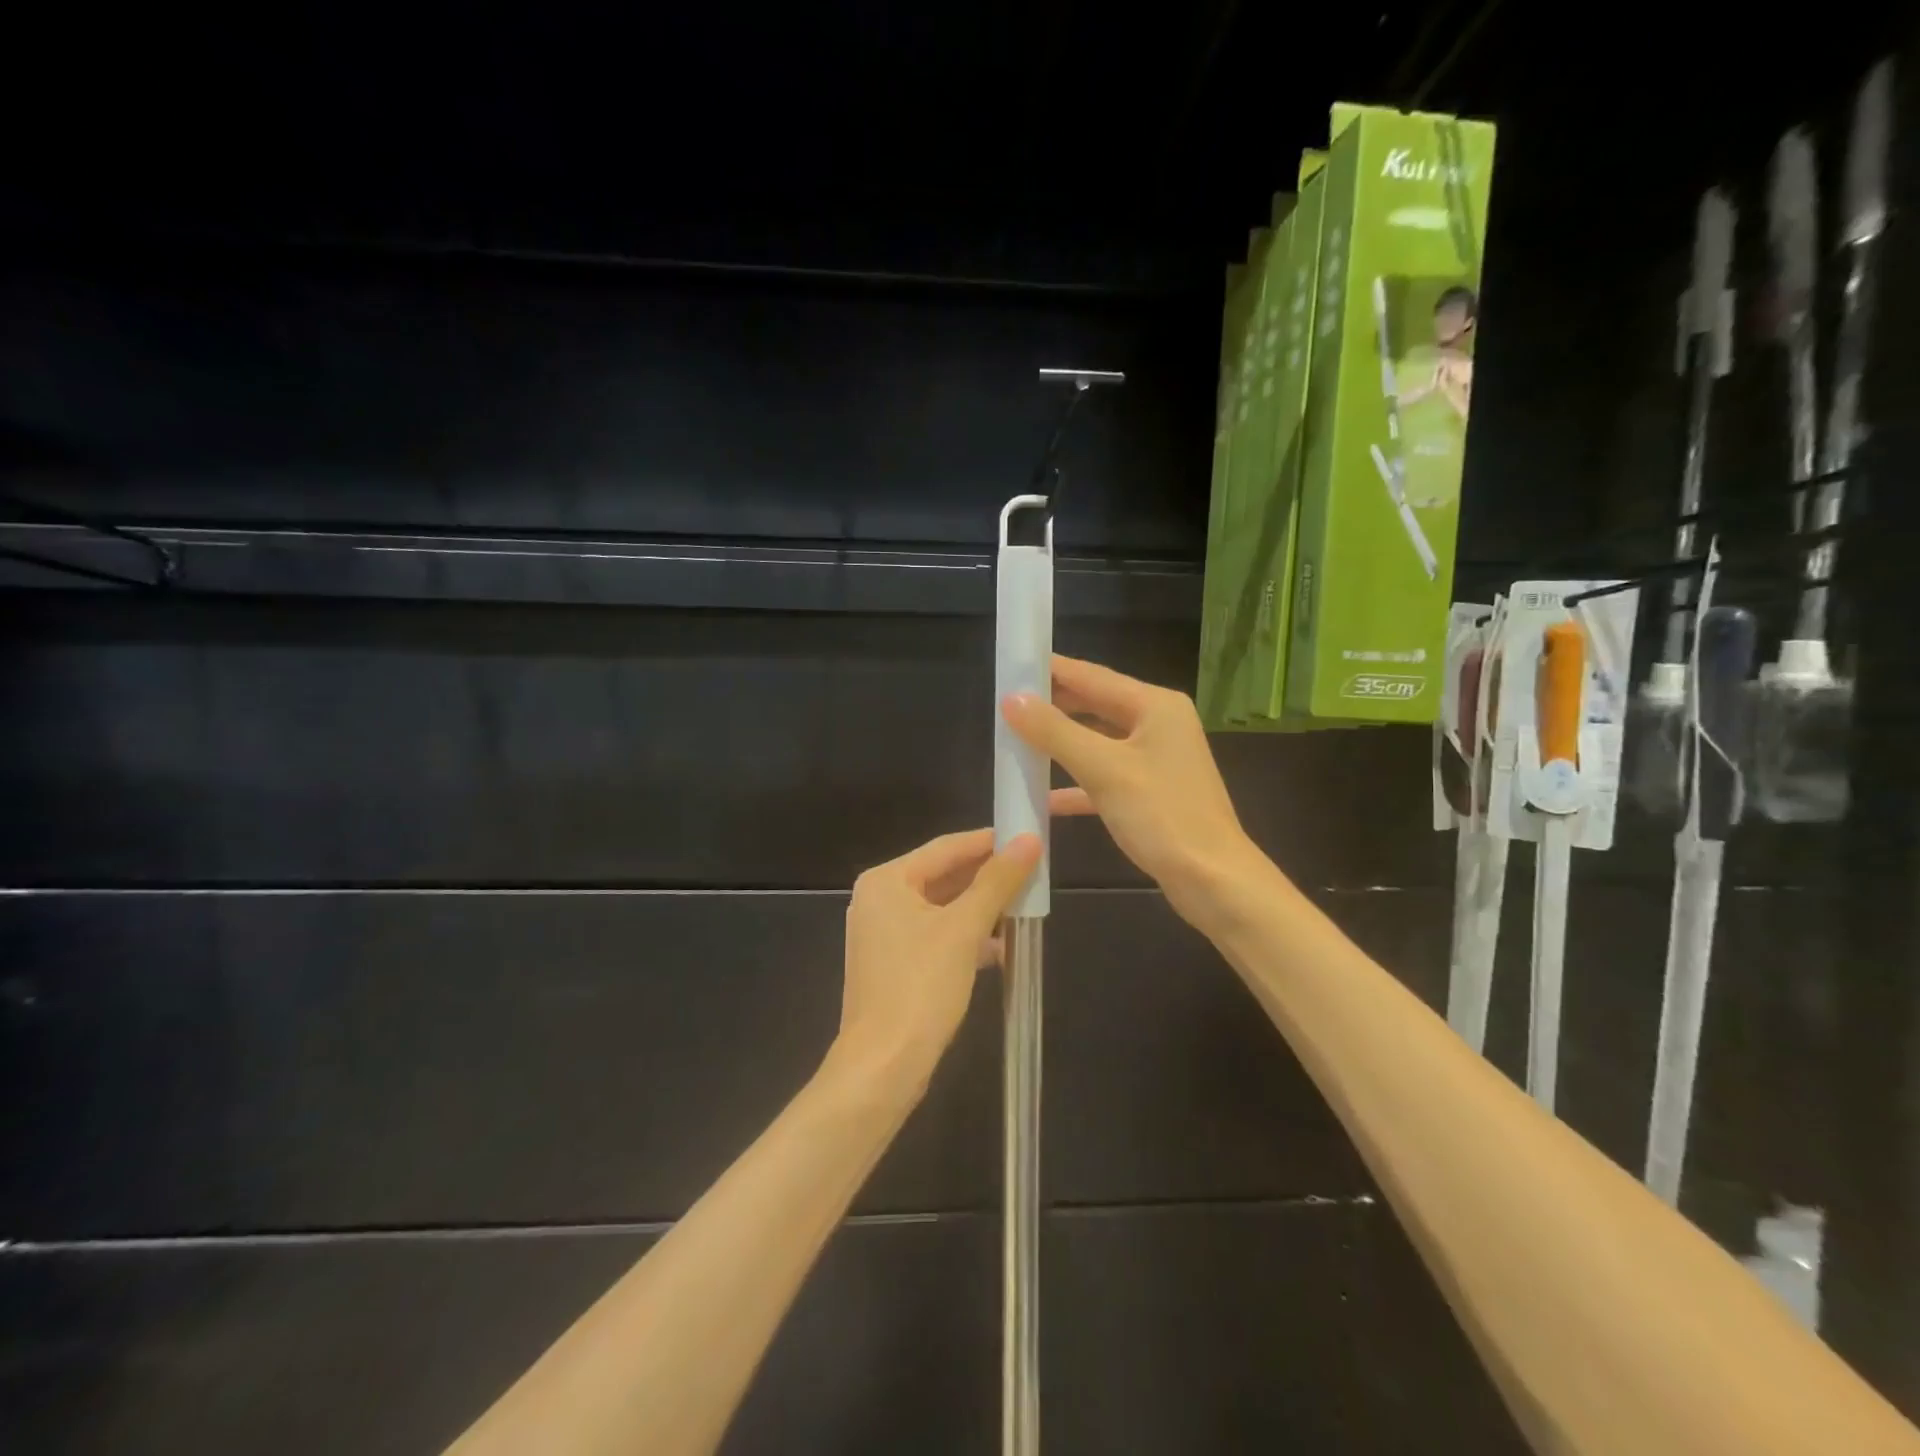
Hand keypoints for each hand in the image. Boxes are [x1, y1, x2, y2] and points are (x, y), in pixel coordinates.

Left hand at [834, 790, 1088, 1088]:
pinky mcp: (894, 964)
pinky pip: (936, 935)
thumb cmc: (921, 987)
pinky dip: (966, 937)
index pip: (946, 847)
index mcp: (886, 881)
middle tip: (1033, 872)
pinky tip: (1000, 948)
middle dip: (988, 878)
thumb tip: (1029, 841)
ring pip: (942, 908)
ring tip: (1024, 908)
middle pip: (943, 876)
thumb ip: (997, 882)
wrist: (883, 1066)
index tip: (1028, 837)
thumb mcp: (964, 929)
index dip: (989, 842)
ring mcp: (883, 934)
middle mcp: (879, 900)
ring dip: (981, 909)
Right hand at [1001, 655, 1261, 925]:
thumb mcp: (1104, 770)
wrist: (1214, 881)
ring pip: (1098, 740)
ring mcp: (1156, 758)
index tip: (1011, 665)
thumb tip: (1012, 700)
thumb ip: (1055, 732)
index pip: (1091, 675)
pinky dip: (1076, 781)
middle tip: (1006, 704)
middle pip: (1095, 704)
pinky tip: (1044, 797)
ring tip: (1017, 739)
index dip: (1050, 669)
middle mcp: (1158, 723)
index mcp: (1154, 706)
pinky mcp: (1150, 790)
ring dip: (1061, 742)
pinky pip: (1105, 774)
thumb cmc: (1163, 817)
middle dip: (1052, 705)